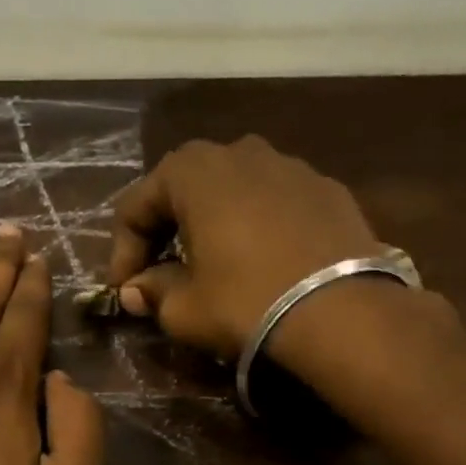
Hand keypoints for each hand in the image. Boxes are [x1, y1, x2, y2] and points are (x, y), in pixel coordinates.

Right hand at [106, 135, 384, 359]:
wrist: (342, 312)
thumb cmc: (246, 303)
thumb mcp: (184, 309)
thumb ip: (153, 292)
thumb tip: (136, 290)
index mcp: (195, 171)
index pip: (137, 205)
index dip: (123, 251)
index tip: (125, 290)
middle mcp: (241, 152)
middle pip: (185, 188)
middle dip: (166, 230)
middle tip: (162, 272)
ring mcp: (291, 166)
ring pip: (234, 191)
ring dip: (213, 224)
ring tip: (214, 265)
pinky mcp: (328, 190)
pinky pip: (275, 204)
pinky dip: (257, 227)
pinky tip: (262, 263)